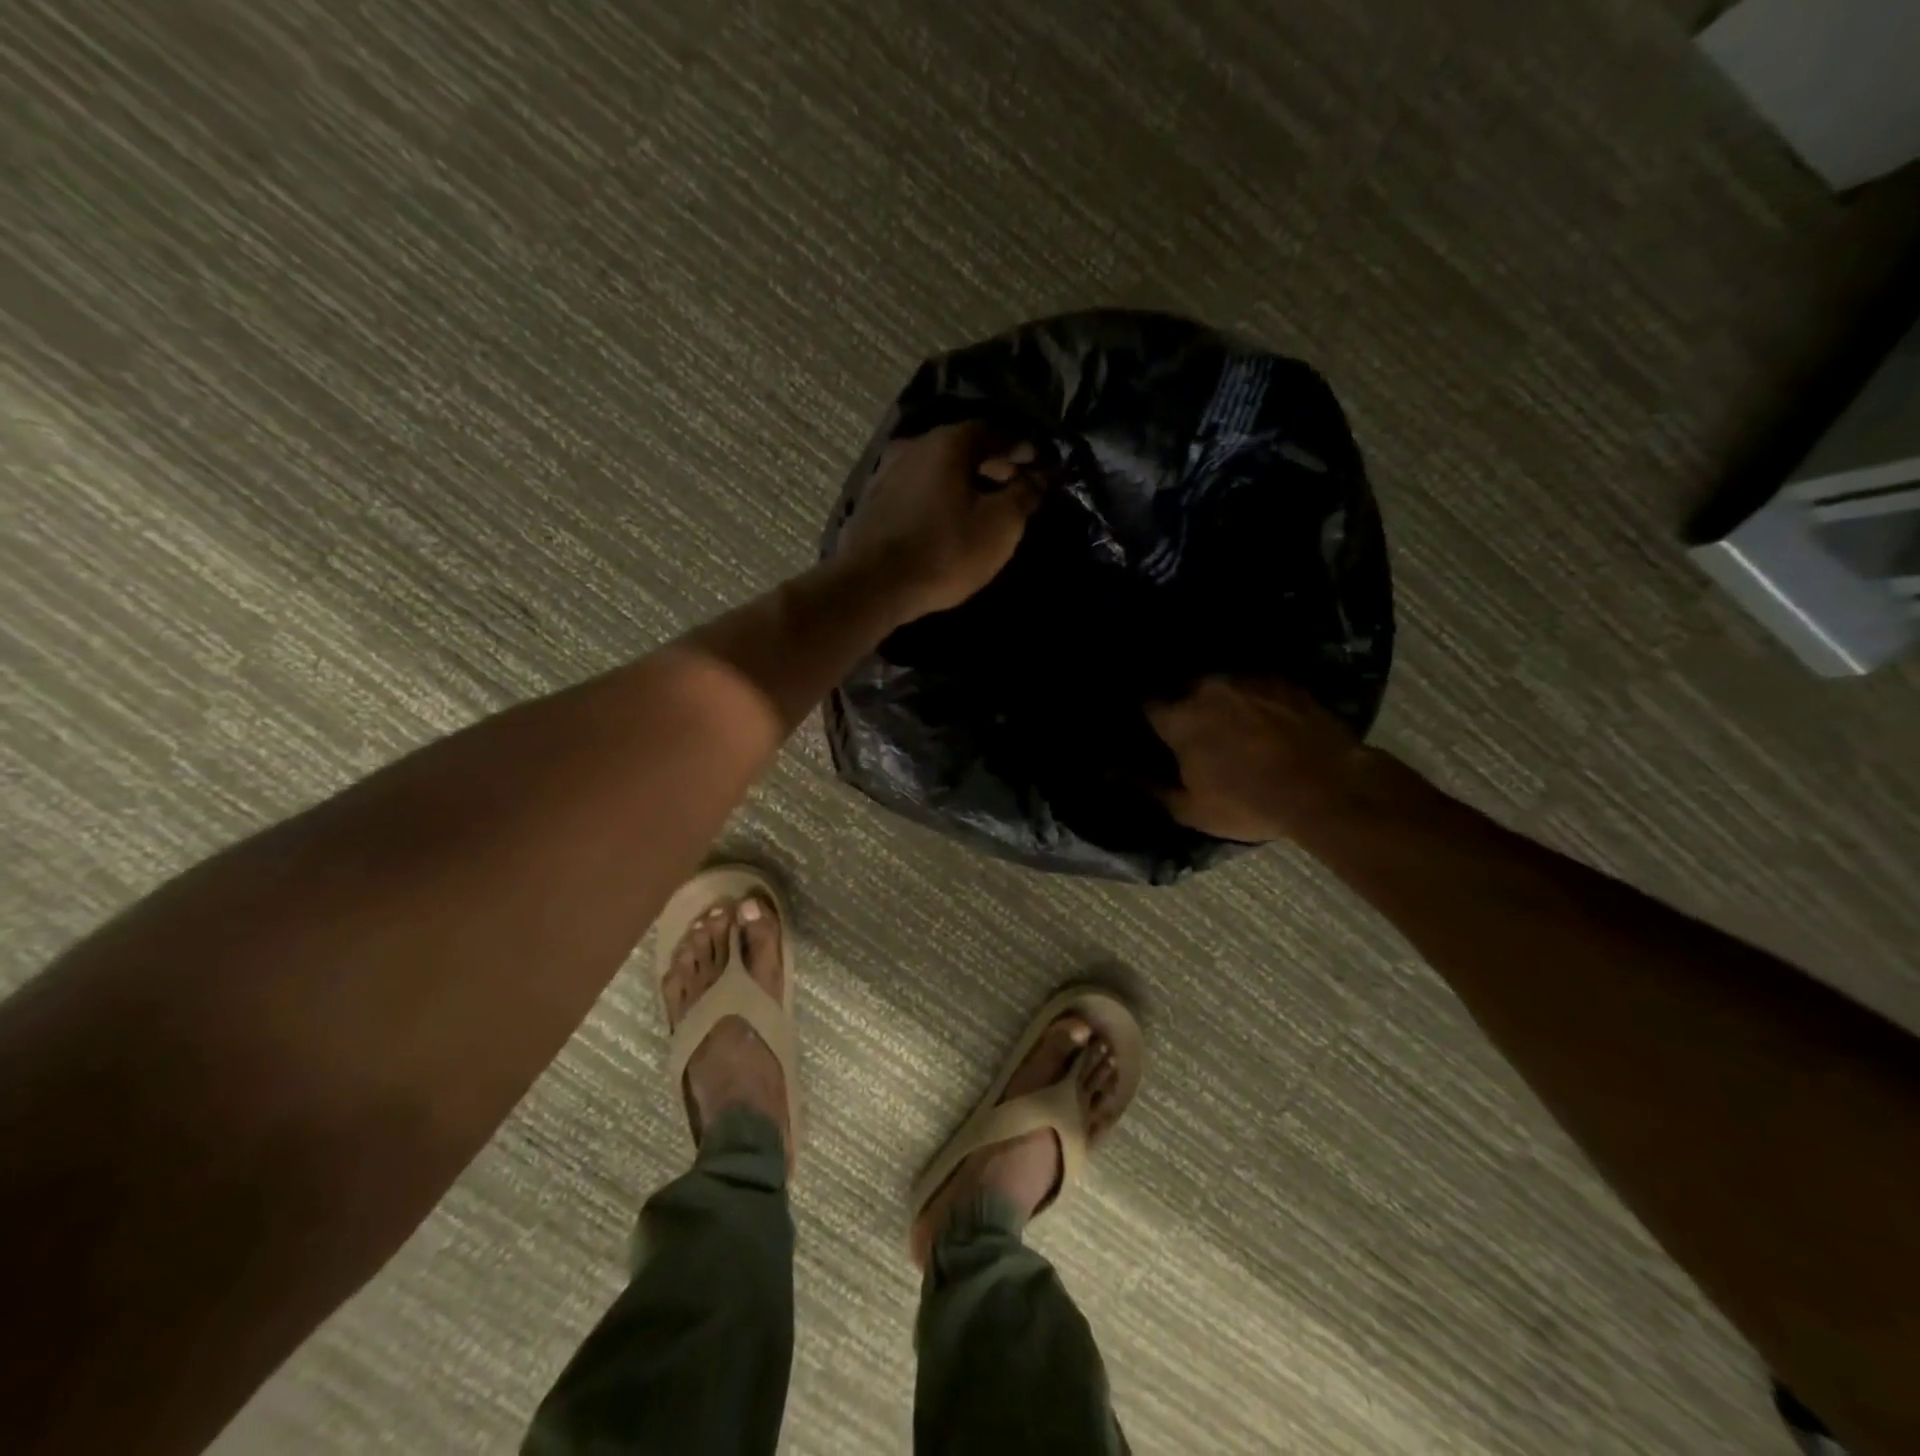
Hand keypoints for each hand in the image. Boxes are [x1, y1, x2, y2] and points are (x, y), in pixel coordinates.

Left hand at [836, 422, 1044, 622]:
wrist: (873, 585)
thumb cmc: (944, 552)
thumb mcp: (999, 526)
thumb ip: (1024, 494)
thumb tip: (1040, 475)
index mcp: (948, 442)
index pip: (996, 429)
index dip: (1021, 445)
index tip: (1039, 464)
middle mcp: (914, 446)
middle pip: (963, 445)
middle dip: (992, 462)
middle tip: (1014, 484)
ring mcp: (887, 472)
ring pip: (936, 466)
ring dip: (962, 479)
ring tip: (982, 503)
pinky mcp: (872, 501)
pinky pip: (915, 488)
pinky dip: (937, 495)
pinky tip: (945, 516)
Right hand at [1145, 677, 1373, 841]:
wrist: (1328, 788)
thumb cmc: (1250, 803)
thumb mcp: (1193, 810)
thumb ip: (1153, 788)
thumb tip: (1122, 773)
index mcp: (1180, 718)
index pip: (1147, 705)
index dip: (1147, 718)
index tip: (1152, 730)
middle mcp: (1208, 688)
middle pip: (1183, 690)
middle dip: (1183, 706)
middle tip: (1193, 731)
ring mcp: (1248, 680)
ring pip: (1221, 686)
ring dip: (1219, 701)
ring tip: (1231, 724)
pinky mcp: (1283, 681)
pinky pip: (1255, 686)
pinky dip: (1253, 700)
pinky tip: (1264, 720)